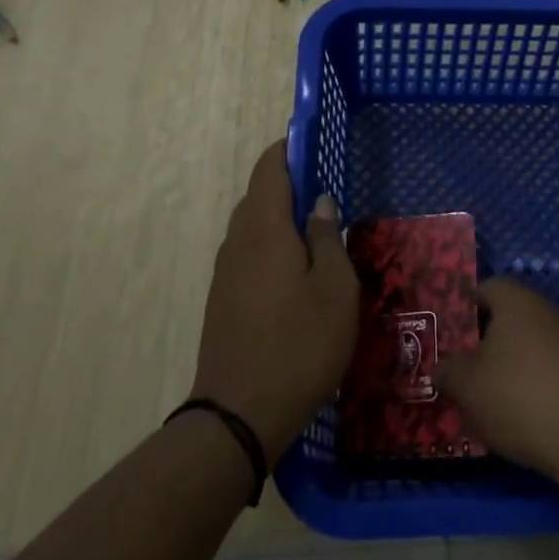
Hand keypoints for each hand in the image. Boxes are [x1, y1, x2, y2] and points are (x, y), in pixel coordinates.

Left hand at [191, 141, 356, 463]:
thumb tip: (319, 203)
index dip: (291, 148)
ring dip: (284, 220)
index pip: (270, 167)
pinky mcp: (224, 299)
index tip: (318, 144)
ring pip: (255, 226)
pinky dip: (274, 247)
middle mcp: (238, 240)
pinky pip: (250, 254)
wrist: (238, 416)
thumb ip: (328, 238)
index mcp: (264, 228)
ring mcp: (226, 271)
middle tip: (332, 195)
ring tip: (321, 236)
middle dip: (293, 186)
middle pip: (261, 194)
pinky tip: (299, 274)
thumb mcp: (334, 289)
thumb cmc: (299, 345)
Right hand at [440, 279, 558, 478]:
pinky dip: (531, 384)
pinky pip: (547, 368)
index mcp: (515, 300)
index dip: (463, 308)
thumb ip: (447, 371)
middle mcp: (545, 310)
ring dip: (508, 364)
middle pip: (507, 317)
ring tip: (486, 397)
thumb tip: (441, 368)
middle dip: (483, 341)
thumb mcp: (466, 385)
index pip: (484, 288)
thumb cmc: (517, 395)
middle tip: (462, 367)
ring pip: (527, 344)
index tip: (448, 336)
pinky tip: (519, 414)